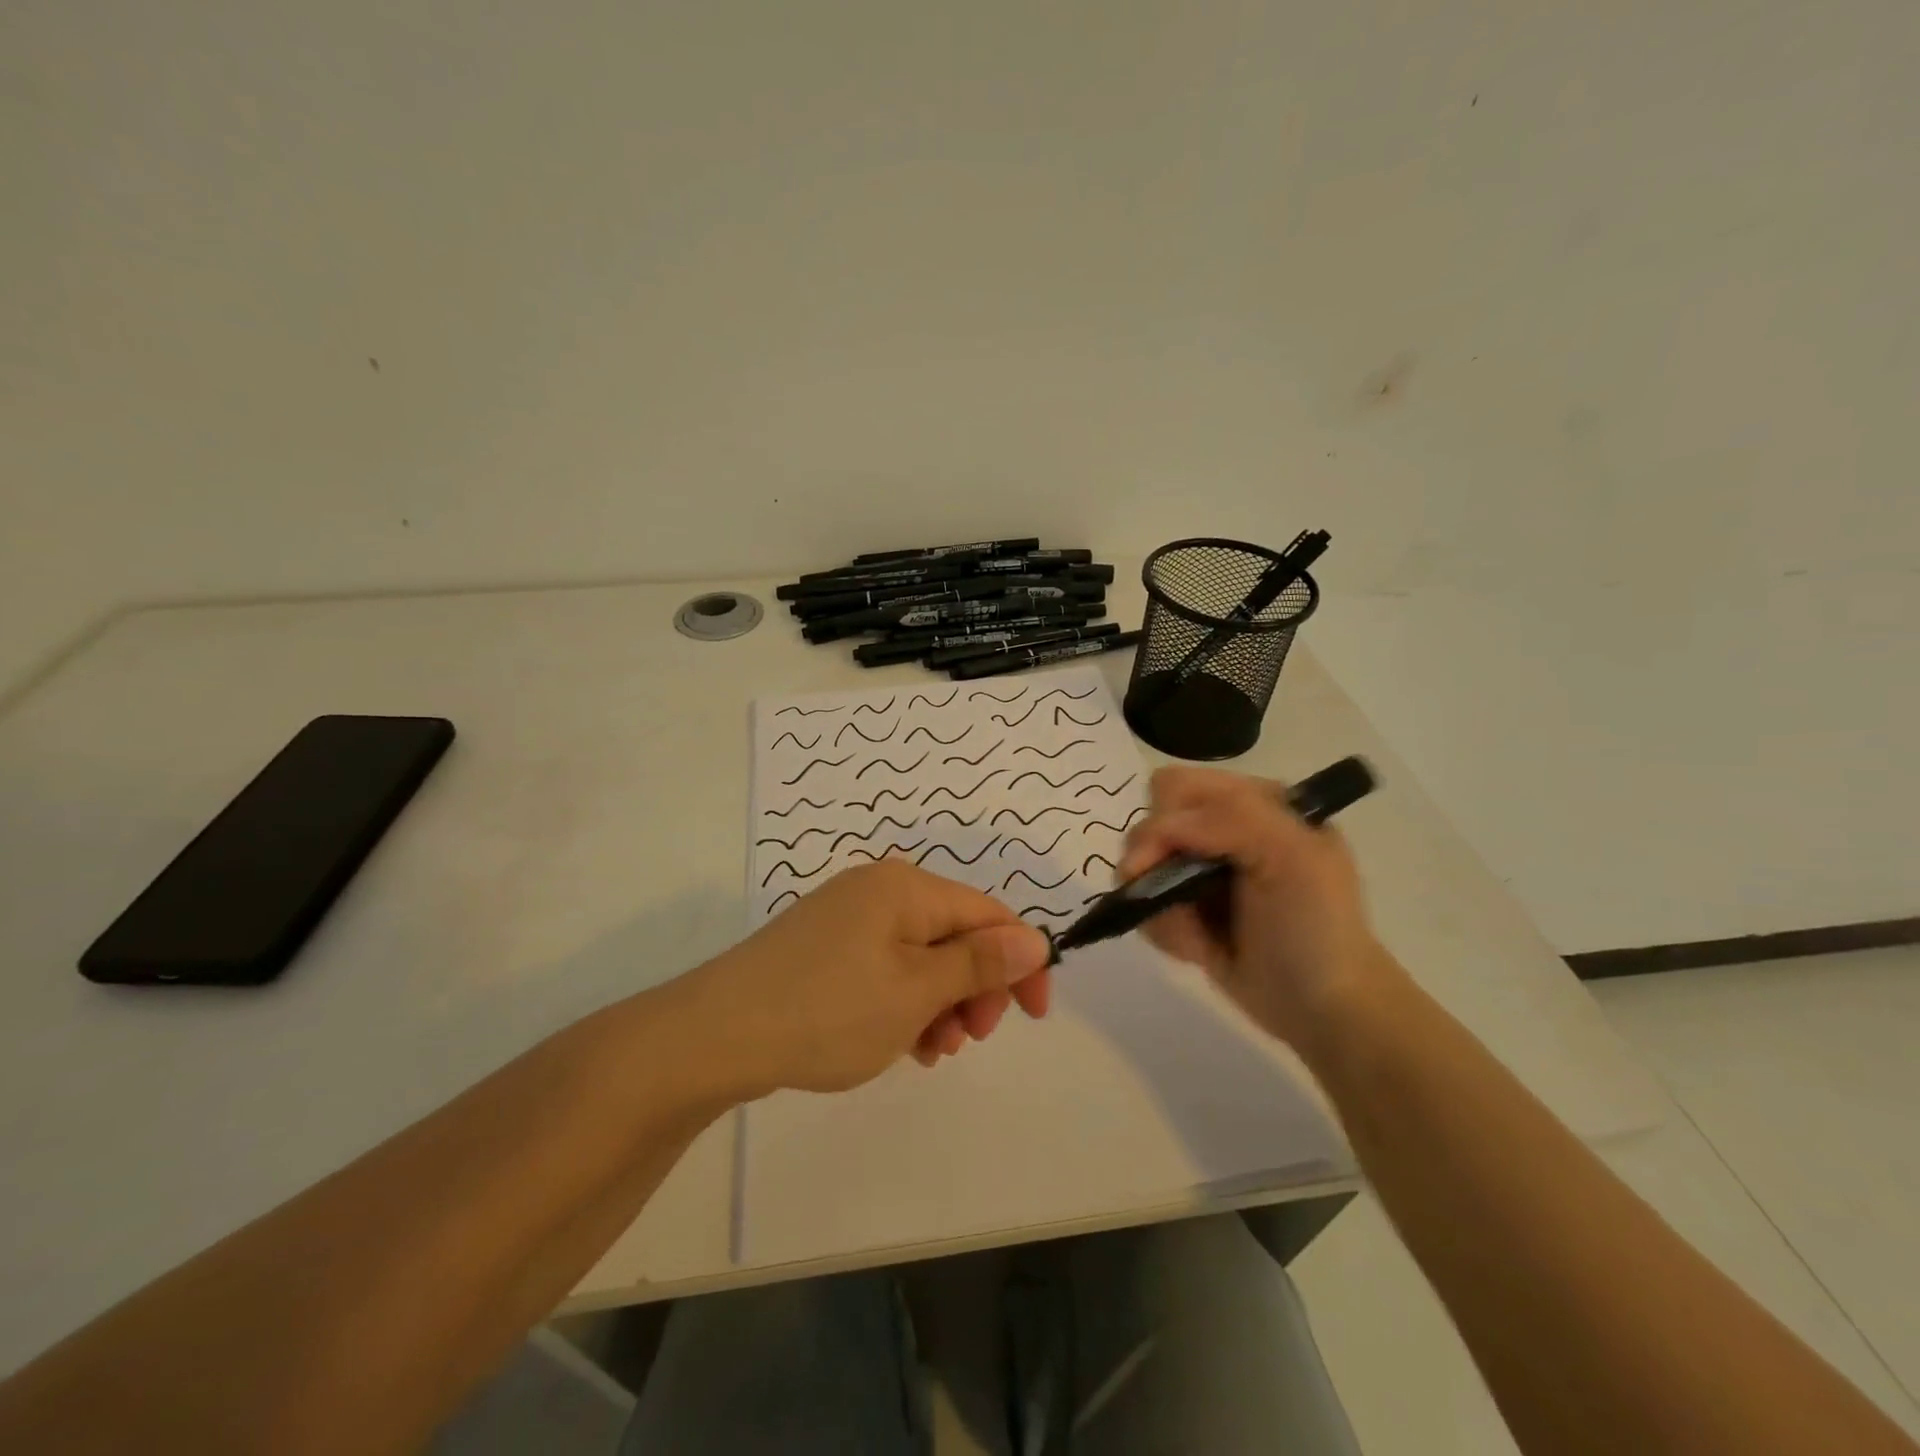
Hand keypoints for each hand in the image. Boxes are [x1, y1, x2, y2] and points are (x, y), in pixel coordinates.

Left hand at [684, 861, 1052, 1095]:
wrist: (714, 1035)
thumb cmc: (828, 1011)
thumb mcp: (916, 992)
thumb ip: (980, 963)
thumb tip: (1035, 939)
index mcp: (906, 888)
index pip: (988, 914)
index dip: (1020, 962)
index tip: (1033, 1017)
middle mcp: (879, 890)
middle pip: (953, 933)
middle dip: (974, 987)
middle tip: (967, 1040)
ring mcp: (846, 917)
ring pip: (920, 956)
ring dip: (939, 1002)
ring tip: (929, 1051)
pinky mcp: (823, 947)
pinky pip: (885, 967)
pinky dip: (903, 1002)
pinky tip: (898, 1042)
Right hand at [1117, 766, 1401, 1051]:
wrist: (1325, 1012)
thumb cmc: (1316, 928)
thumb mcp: (1291, 855)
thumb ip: (1230, 818)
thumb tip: (1155, 831)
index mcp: (1254, 802)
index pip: (1179, 786)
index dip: (1165, 818)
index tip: (1166, 860)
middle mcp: (1223, 830)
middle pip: (1150, 824)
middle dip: (1154, 865)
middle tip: (1170, 899)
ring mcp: (1202, 872)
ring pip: (1140, 869)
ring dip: (1161, 906)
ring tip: (1196, 938)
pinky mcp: (1187, 910)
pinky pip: (1145, 906)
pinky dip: (1163, 931)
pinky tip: (1197, 951)